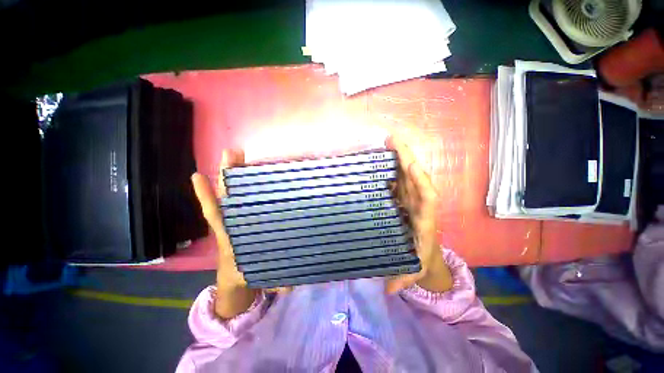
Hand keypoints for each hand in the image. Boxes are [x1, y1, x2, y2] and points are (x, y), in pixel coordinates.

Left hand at [191, 150, 290, 318]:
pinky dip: (246, 183)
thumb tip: (290, 284)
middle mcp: (233, 222)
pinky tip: (254, 168)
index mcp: (230, 237)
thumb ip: (273, 281)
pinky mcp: (248, 215)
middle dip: (227, 175)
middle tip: (232, 153)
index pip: (215, 215)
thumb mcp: (256, 278)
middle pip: (227, 196)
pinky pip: (247, 196)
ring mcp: (240, 216)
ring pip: (236, 192)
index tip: (197, 176)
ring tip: (239, 153)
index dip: (207, 197)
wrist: (238, 277)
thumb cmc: (245, 273)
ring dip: (236, 173)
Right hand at [384, 136, 452, 293]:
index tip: (410, 165)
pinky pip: (400, 180)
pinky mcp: (404, 197)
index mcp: (426, 219)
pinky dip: (394, 168)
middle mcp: (420, 204)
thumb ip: (404, 279)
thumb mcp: (414, 271)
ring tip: (389, 142)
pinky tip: (384, 159)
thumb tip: (388, 290)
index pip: (428, 197)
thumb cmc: (421, 260)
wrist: (426, 255)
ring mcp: (412, 198)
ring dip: (401, 158)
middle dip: (408, 159)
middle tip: (394, 141)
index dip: (420, 181)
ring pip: (408, 175)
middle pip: (416, 178)